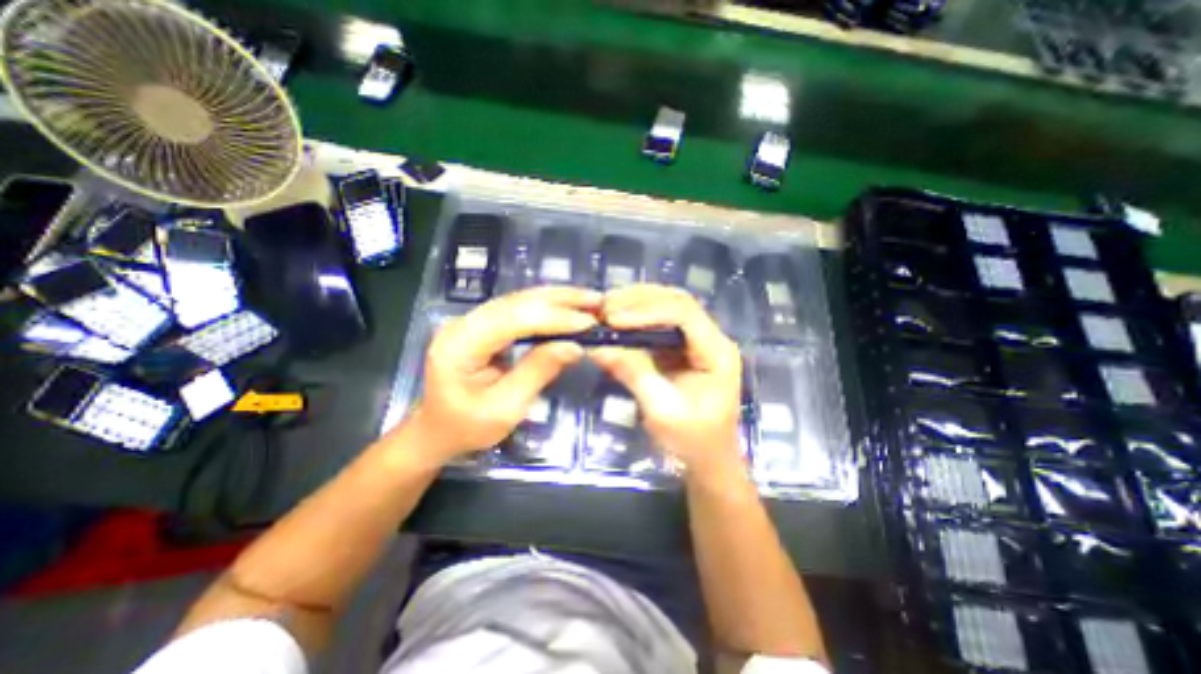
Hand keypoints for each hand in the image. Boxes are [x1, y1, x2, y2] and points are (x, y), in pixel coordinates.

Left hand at [412, 286, 600, 461]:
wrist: (438, 430)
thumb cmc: (468, 427)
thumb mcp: (506, 408)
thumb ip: (538, 371)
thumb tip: (575, 346)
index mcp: (460, 345)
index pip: (513, 319)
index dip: (554, 317)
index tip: (589, 322)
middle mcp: (463, 323)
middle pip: (516, 301)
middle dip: (560, 299)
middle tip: (596, 301)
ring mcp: (472, 320)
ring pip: (519, 299)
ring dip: (557, 298)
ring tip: (589, 300)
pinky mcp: (483, 325)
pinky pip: (519, 309)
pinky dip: (547, 307)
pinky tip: (568, 306)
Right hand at [589, 284, 748, 484]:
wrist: (708, 459)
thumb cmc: (692, 441)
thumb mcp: (662, 411)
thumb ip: (634, 374)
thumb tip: (599, 347)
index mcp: (717, 352)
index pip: (684, 314)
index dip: (648, 311)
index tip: (614, 320)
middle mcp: (710, 338)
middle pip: (677, 301)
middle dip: (639, 300)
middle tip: (605, 308)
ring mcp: (697, 340)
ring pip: (668, 306)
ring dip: (637, 303)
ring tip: (606, 308)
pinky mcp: (682, 348)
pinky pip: (659, 322)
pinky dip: (637, 317)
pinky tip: (617, 319)